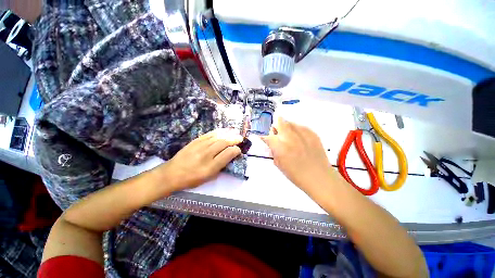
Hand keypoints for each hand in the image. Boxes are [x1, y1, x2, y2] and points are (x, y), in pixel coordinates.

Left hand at [157, 129, 242, 190]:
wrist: (172, 173)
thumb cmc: (192, 178)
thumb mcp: (208, 177)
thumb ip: (221, 166)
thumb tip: (230, 155)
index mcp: (210, 167)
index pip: (227, 154)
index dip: (236, 150)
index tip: (239, 150)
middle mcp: (206, 154)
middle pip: (224, 143)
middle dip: (234, 139)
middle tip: (240, 138)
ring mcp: (200, 146)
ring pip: (218, 137)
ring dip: (228, 134)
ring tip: (235, 132)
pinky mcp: (195, 141)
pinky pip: (210, 134)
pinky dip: (219, 131)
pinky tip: (224, 130)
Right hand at [261, 118, 336, 192]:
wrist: (319, 177)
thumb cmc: (296, 174)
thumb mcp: (279, 164)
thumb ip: (273, 151)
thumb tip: (271, 144)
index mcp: (279, 146)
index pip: (267, 137)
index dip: (264, 138)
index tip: (265, 140)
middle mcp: (289, 136)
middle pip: (279, 121)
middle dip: (276, 127)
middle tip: (278, 135)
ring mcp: (302, 133)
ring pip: (290, 122)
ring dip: (286, 128)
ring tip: (290, 138)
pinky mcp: (312, 133)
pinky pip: (300, 127)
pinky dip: (297, 131)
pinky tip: (300, 141)